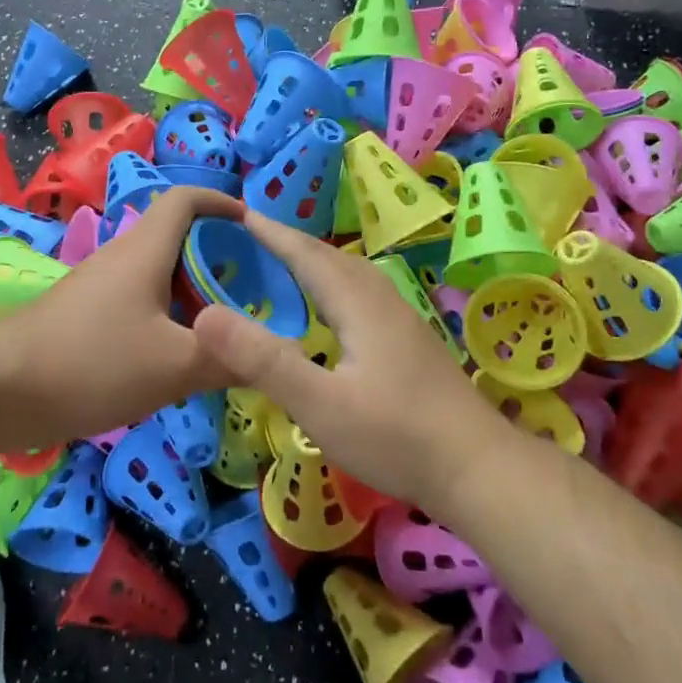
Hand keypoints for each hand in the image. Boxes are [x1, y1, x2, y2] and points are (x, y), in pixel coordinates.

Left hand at [0, 187, 241, 442]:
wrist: (1, 389)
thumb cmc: (94, 362)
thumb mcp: (175, 365)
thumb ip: (229, 358)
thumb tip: (275, 355)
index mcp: (146, 250)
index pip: (187, 199)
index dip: (223, 203)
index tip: (256, 229)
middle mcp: (123, 257)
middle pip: (179, 238)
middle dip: (219, 257)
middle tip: (254, 291)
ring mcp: (100, 287)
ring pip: (159, 275)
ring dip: (194, 292)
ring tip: (226, 327)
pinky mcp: (85, 316)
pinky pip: (139, 303)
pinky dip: (168, 317)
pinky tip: (180, 355)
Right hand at [190, 215, 514, 507]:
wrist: (478, 468)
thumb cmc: (395, 437)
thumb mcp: (319, 404)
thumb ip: (262, 361)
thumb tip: (203, 316)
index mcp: (358, 304)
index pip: (307, 255)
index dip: (271, 234)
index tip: (237, 214)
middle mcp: (383, 302)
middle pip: (332, 259)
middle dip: (291, 244)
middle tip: (252, 239)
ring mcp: (403, 322)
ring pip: (353, 277)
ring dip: (317, 263)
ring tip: (287, 268)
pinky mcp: (413, 345)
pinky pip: (365, 297)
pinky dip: (336, 288)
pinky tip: (333, 315)